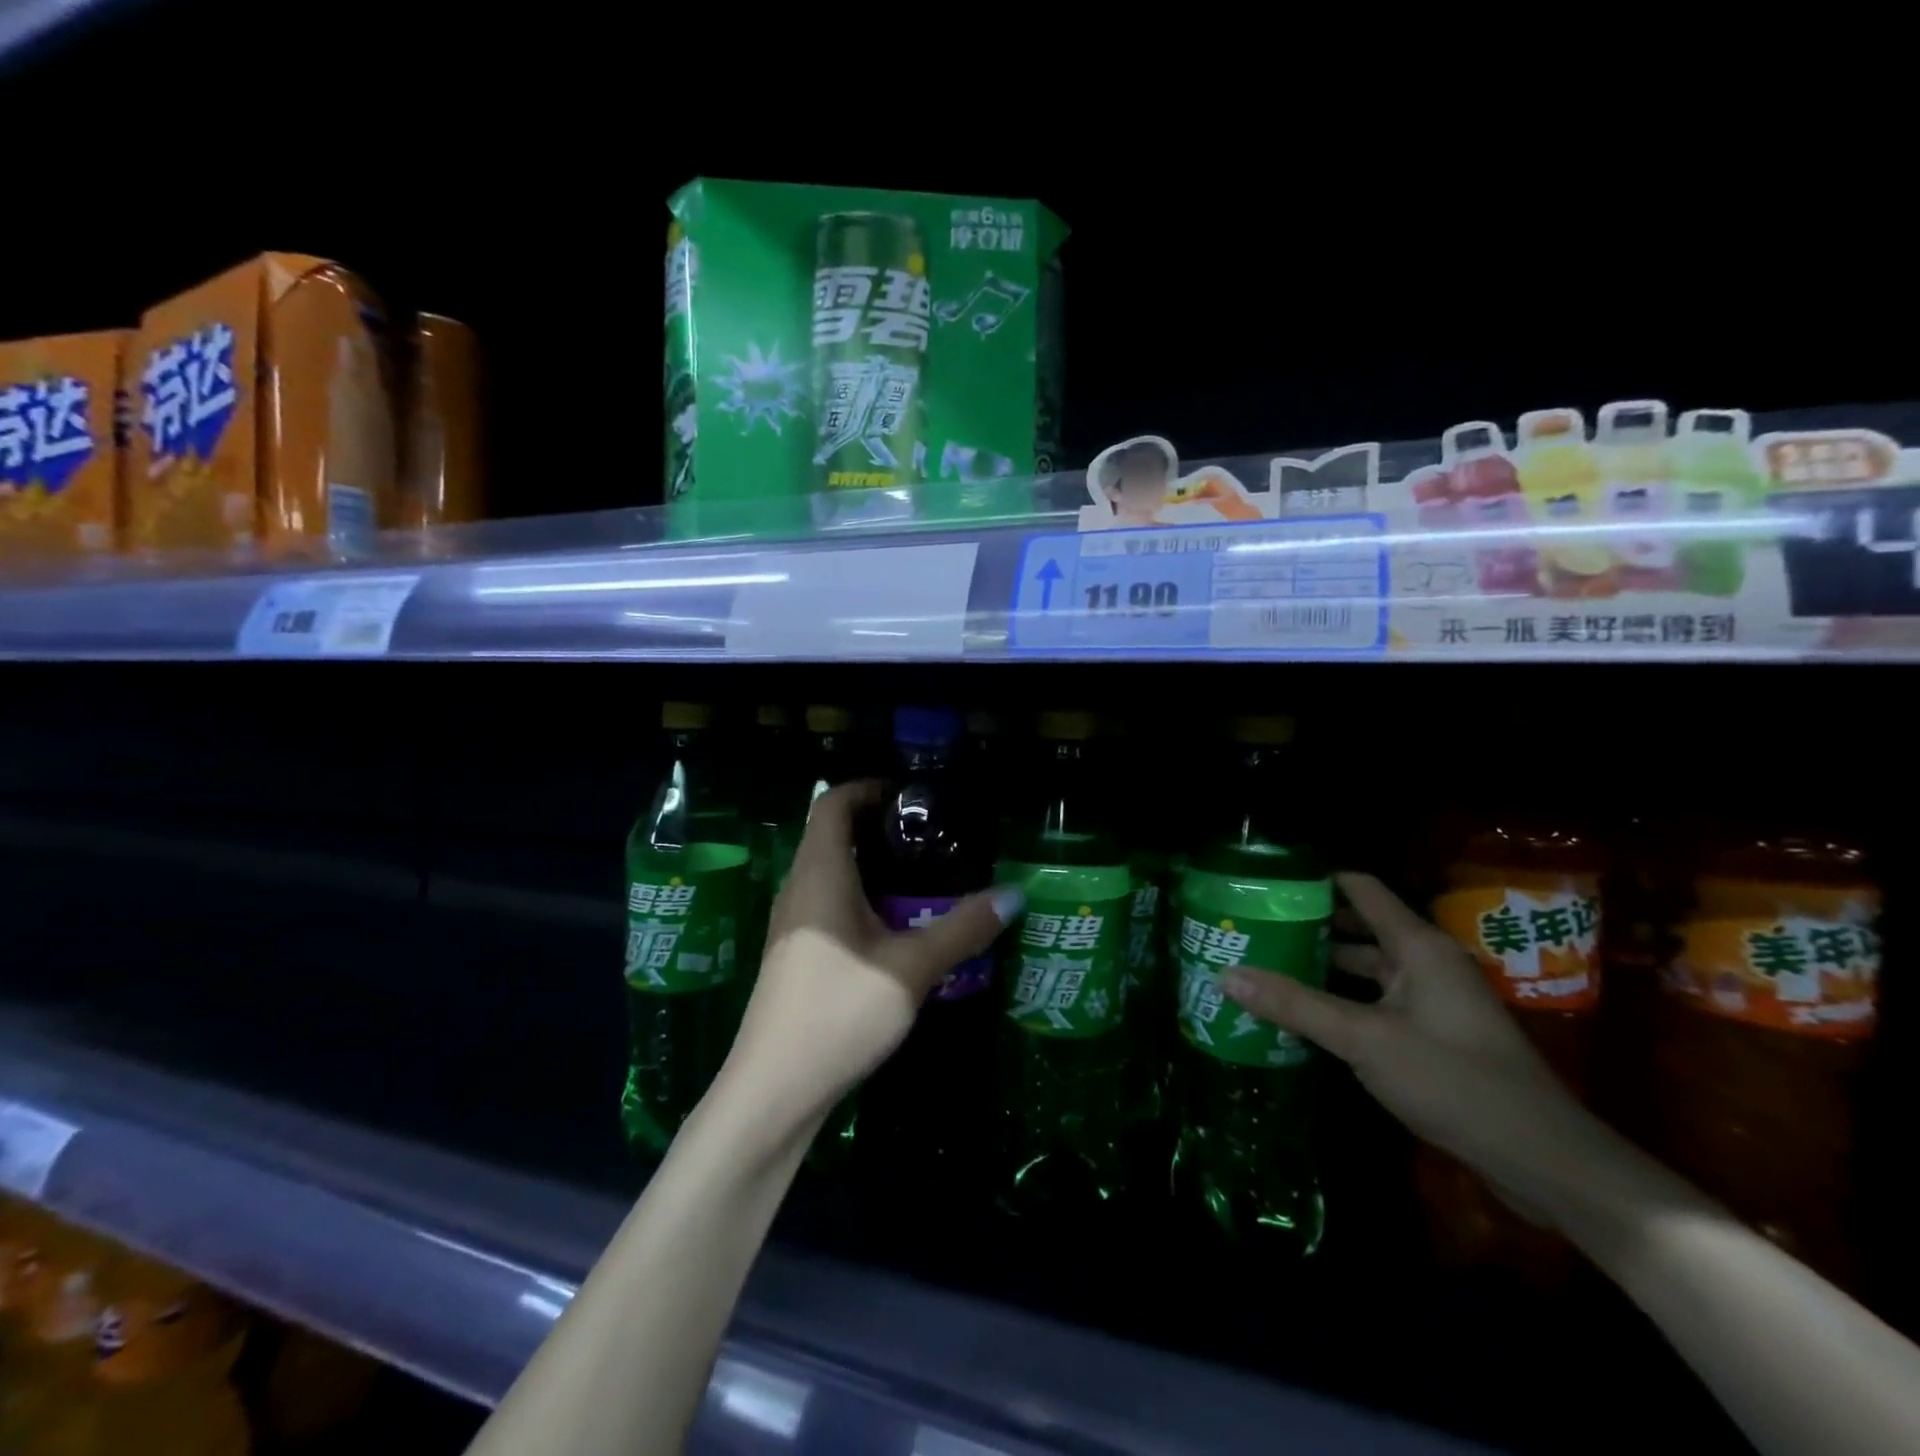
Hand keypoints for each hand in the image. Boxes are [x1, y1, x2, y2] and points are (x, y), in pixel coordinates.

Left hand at [719, 780, 1020, 1130]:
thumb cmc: (840, 1011)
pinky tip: (895, 923)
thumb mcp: (912, 968)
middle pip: (830, 835)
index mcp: (819, 874)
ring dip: (869, 863)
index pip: (831, 804)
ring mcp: (792, 924)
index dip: (866, 787)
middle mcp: (798, 889)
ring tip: (921, 873)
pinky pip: (828, 903)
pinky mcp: (795, 954)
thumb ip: (963, 929)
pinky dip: (860, 895)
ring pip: (829, 872)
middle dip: (876, 825)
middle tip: (930, 833)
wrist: (775, 1090)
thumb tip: (1012, 894)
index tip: (909, 793)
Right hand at [1220, 872, 1615, 1226]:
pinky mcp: (1435, 1035)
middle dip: (1308, 927)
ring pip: (1366, 969)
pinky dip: (1341, 1001)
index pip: (1360, 888)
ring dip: (1322, 967)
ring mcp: (1432, 1001)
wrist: (1543, 1159)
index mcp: (1417, 946)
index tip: (1266, 885)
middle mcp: (1425, 963)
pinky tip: (1305, 1015)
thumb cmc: (1454, 1080)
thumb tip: (1225, 974)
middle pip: (1358, 928)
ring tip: (1267, 967)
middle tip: (1254, 929)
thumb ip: (1295, 1004)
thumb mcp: (1364, 1039)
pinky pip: (1376, 1002)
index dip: (1314, 881)